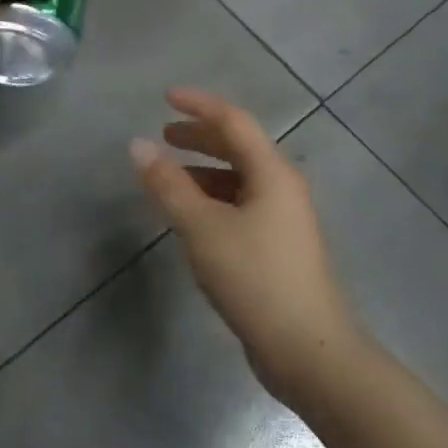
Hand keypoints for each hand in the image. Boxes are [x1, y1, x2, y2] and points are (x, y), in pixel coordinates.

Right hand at [131, 88, 366, 405]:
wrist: (309, 349)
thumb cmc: (255, 279)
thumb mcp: (203, 228)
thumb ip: (169, 185)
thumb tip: (138, 145)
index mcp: (273, 173)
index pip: (234, 122)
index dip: (199, 105)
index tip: (165, 97)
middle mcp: (283, 188)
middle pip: (240, 148)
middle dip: (201, 137)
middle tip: (164, 136)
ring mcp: (285, 220)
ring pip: (240, 180)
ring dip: (205, 171)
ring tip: (170, 178)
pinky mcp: (279, 249)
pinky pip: (242, 207)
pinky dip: (214, 200)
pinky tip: (193, 219)